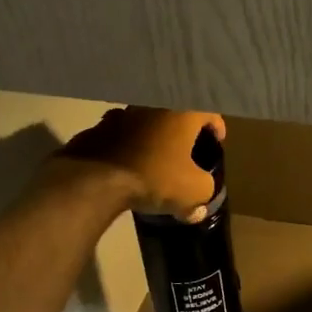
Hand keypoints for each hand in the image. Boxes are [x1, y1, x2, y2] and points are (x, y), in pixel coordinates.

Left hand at [60, 107, 226, 220]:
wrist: (95, 180)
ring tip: (154, 158)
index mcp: (181, 112)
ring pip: (145, 122)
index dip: (216, 127)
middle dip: (183, 131)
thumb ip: (203, 192)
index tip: (216, 141)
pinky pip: (118, 134)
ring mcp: (121, 114)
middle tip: (187, 150)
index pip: (209, 112)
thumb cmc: (155, 177)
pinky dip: (125, 145)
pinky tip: (125, 164)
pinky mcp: (96, 128)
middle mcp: (152, 105)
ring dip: (152, 136)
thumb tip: (198, 207)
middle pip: (176, 114)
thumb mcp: (192, 190)